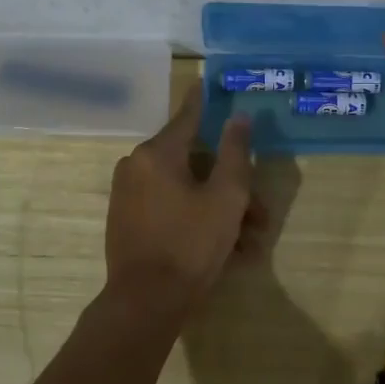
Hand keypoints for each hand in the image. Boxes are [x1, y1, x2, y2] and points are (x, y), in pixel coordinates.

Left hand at [104, 85, 255, 318]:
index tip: (207, 80)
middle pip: (193, 162)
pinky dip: (195, 217)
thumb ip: (234, 152)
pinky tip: (224, 248)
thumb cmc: (190, 244)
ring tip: (248, 242)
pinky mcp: (126, 220)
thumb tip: (238, 116)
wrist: (144, 303)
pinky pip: (168, 206)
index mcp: (157, 153)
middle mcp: (136, 165)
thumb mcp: (226, 197)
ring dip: (217, 208)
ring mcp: (127, 194)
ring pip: (184, 188)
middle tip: (259, 212)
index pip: (188, 116)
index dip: (204, 100)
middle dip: (229, 184)